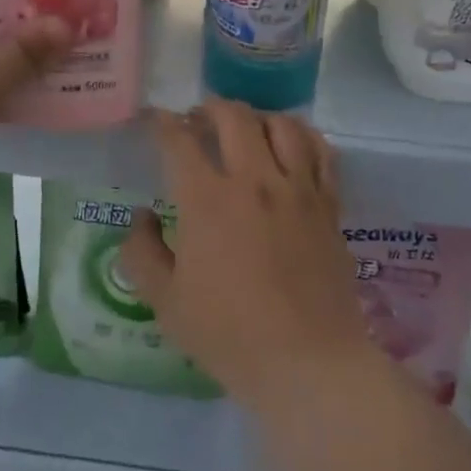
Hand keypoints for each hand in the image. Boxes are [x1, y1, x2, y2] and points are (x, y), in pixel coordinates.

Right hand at [119, 99, 376, 415]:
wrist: (307, 362)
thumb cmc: (229, 335)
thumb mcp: (166, 302)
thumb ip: (142, 253)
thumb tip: (141, 216)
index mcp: (207, 200)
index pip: (179, 140)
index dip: (162, 123)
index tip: (154, 120)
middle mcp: (254, 180)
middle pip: (233, 117)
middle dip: (209, 108)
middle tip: (198, 120)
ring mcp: (297, 188)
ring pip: (281, 124)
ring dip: (257, 116)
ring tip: (246, 127)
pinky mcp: (329, 204)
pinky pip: (321, 151)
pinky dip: (303, 136)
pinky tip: (293, 142)